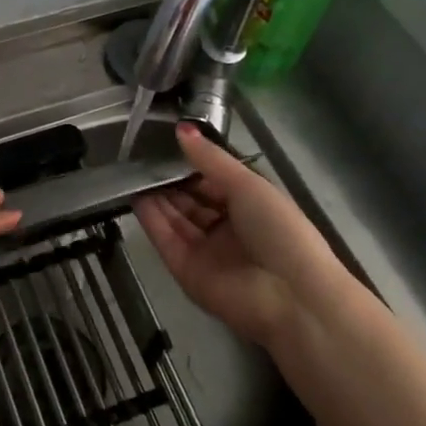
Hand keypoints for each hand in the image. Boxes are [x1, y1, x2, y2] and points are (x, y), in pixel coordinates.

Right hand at [133, 124, 342, 346]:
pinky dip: (152, 220)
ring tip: (134, 172)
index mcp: (250, 206)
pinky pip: (166, 240)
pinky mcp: (187, 271)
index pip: (213, 181)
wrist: (291, 296)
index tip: (166, 142)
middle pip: (192, 201)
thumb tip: (181, 128)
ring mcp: (206, 251)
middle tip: (143, 157)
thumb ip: (210, 159)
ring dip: (158, 197)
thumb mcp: (248, 184)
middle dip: (171, 181)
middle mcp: (227, 228)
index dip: (192, 164)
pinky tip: (136, 196)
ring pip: (176, 219)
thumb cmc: (279, 230)